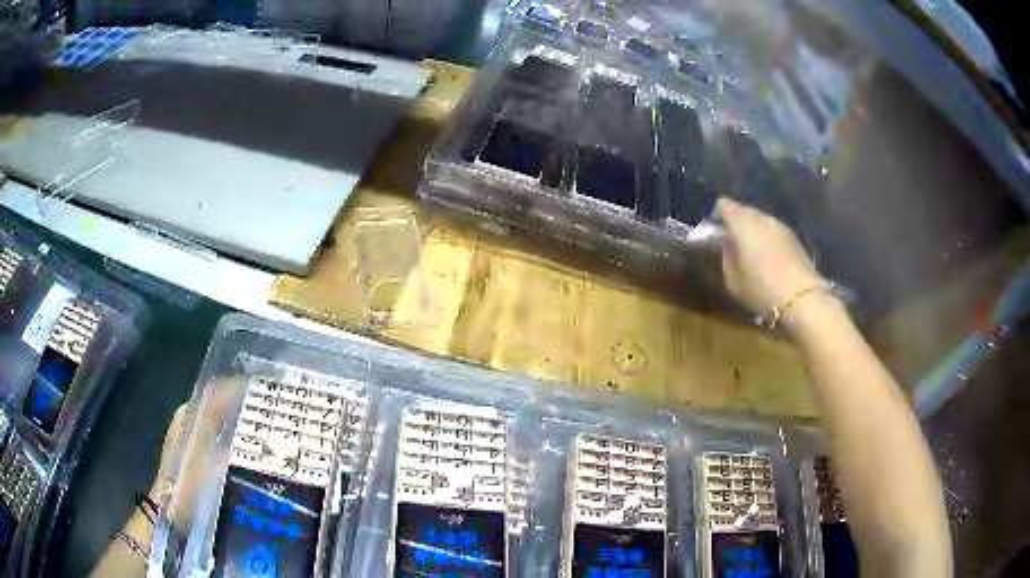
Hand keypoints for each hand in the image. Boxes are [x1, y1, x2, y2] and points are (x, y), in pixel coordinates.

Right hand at [716, 197, 825, 321]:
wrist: (802, 298)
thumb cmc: (761, 289)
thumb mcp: (733, 280)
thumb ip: (726, 257)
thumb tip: (727, 245)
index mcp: (741, 222)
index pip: (723, 205)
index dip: (717, 214)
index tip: (714, 229)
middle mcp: (761, 217)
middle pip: (744, 210)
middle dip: (736, 222)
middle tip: (731, 240)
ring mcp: (780, 225)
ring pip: (761, 221)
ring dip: (754, 231)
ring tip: (750, 250)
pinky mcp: (794, 238)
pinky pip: (774, 232)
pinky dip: (768, 239)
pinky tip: (768, 257)